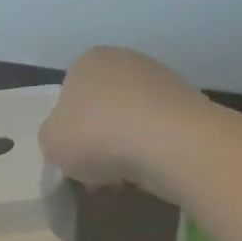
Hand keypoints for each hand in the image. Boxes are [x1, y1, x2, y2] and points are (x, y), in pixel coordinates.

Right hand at [39, 47, 209, 199]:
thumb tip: (70, 139)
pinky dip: (153, 152)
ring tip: (124, 179)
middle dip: (100, 140)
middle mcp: (126, 61)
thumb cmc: (97, 134)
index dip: (69, 130)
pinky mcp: (190, 105)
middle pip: (104, 108)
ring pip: (133, 122)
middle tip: (97, 173)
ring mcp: (162, 80)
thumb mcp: (51, 142)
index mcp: (88, 61)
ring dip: (126, 148)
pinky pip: (160, 133)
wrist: (170, 141)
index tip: (73, 158)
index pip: (70, 95)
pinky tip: (150, 173)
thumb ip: (53, 137)